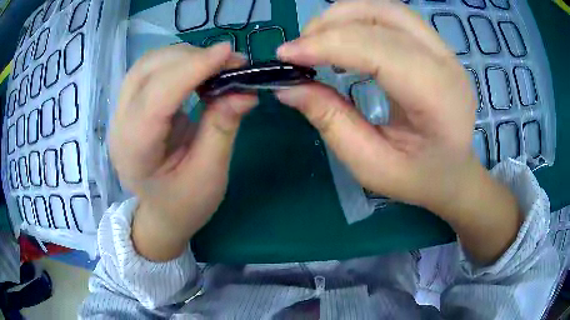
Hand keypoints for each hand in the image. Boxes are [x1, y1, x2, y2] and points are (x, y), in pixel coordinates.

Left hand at [110, 43, 256, 260]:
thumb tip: (245, 90)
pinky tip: (197, 71)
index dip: (192, 69)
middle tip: (229, 63)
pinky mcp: (130, 105)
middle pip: (147, 71)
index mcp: (135, 151)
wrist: (162, 213)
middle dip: (190, 58)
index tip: (229, 54)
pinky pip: (150, 70)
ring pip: (147, 64)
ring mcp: (121, 113)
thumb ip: (222, 128)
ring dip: (183, 57)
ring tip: (215, 66)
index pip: (157, 96)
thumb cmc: (185, 204)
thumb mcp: (210, 175)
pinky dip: (177, 62)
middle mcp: (120, 125)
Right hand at [276, 1, 520, 264]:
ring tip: (318, 38)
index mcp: (438, 99)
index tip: (286, 55)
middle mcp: (447, 64)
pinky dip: (361, 18)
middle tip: (299, 47)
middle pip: (384, 18)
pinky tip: (344, 37)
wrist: (454, 172)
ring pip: (388, 9)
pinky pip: (394, 16)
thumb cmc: (419, 178)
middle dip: (332, 25)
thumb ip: (332, 122)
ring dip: (345, 15)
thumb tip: (288, 88)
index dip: (328, 45)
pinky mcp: (437, 46)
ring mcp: (445, 51)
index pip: (380, 50)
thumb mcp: (371, 165)